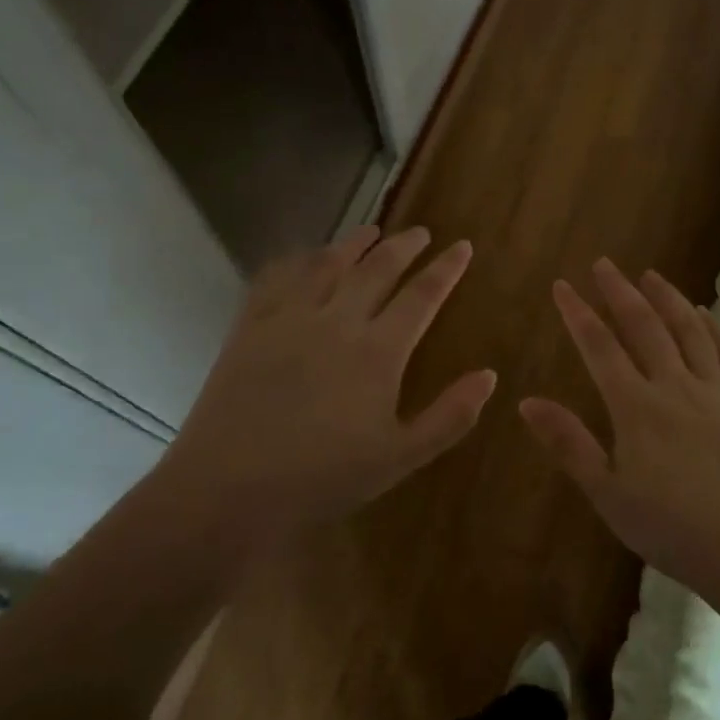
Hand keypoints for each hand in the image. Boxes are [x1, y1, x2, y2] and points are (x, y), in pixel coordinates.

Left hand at [156, 224, 495, 551]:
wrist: (230, 488)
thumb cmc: (323, 478)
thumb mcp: (401, 458)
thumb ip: (450, 416)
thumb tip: (489, 375)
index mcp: (379, 352)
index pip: (422, 296)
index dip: (445, 269)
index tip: (461, 246)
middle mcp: (338, 321)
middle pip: (378, 268)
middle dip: (404, 246)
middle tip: (421, 232)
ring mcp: (290, 318)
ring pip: (328, 264)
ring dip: (355, 243)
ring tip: (371, 231)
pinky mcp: (251, 326)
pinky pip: (278, 277)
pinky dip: (298, 260)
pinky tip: (305, 257)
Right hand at [520, 260, 719, 602]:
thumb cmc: (672, 530)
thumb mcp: (608, 494)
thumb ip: (569, 444)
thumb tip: (527, 402)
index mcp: (637, 408)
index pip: (601, 347)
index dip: (578, 314)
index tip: (562, 285)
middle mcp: (676, 387)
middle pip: (645, 327)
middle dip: (620, 292)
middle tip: (603, 264)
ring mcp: (717, 393)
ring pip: (690, 332)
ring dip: (668, 299)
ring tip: (651, 275)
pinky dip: (714, 329)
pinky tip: (705, 315)